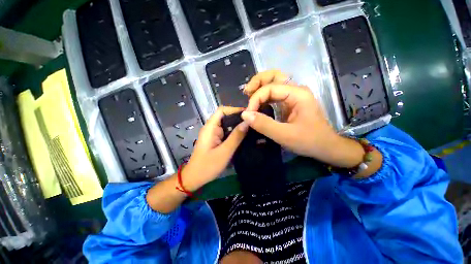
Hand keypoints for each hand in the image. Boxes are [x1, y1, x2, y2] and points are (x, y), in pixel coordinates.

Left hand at [182, 107, 248, 190]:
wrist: (195, 178)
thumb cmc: (208, 166)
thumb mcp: (224, 152)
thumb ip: (236, 137)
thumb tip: (248, 122)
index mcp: (210, 127)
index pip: (222, 110)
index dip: (235, 109)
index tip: (249, 114)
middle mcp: (211, 128)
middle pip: (226, 116)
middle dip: (239, 118)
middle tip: (253, 123)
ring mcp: (213, 134)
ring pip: (227, 125)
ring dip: (238, 126)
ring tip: (251, 128)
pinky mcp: (216, 139)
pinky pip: (227, 132)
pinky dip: (235, 133)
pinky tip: (244, 136)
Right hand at [242, 70, 364, 167]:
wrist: (326, 147)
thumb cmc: (309, 141)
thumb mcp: (284, 135)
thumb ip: (264, 124)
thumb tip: (244, 114)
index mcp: (298, 94)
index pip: (270, 88)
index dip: (256, 99)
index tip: (248, 114)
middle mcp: (296, 90)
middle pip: (274, 76)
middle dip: (257, 82)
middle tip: (246, 93)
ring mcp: (294, 96)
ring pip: (274, 82)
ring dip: (260, 87)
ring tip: (249, 96)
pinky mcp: (290, 103)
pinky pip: (275, 94)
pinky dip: (264, 96)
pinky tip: (257, 103)